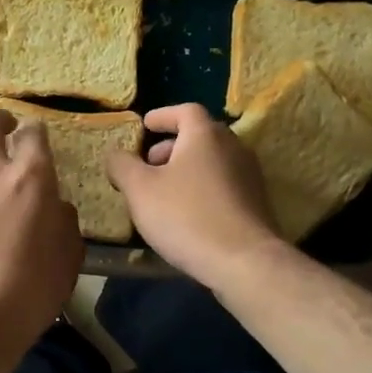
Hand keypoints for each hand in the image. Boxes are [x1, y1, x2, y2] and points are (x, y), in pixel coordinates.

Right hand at [106, 104, 286, 289]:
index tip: (145, 126)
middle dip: (171, 146)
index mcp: (205, 135)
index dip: (162, 116)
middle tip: (148, 164)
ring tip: (163, 192)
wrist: (244, 261)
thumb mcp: (140, 190)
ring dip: (186, 169)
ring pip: (212, 161)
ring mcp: (249, 175)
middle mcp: (233, 147)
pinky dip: (202, 188)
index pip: (185, 111)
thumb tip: (115, 154)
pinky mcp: (256, 203)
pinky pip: (223, 184)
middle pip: (200, 135)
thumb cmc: (186, 216)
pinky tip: (187, 214)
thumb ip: (122, 166)